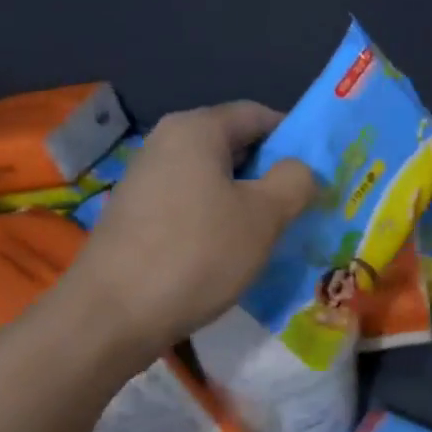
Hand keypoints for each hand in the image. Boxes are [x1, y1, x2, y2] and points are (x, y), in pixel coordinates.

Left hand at [72, 102, 316, 353]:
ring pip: (213, 180)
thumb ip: (295, 181)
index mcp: (196, 130)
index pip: (258, 115)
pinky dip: (218, 220)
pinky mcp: (136, 217)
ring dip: (246, 201)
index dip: (295, 138)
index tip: (320, 171)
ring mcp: (146, 180)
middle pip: (234, 146)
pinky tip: (233, 253)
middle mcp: (165, 143)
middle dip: (272, 174)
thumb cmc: (197, 253)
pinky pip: (191, 205)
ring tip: (274, 234)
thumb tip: (300, 170)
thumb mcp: (264, 216)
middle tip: (304, 206)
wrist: (111, 316)